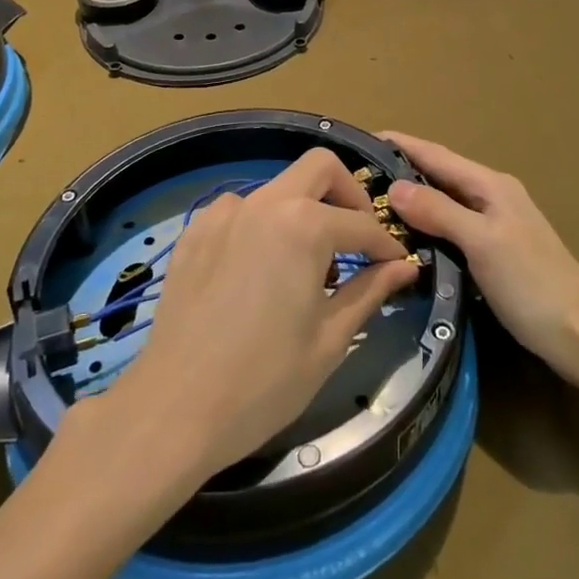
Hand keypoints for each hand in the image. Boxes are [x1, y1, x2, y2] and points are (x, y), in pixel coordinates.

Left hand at [109, 149, 420, 480]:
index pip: (361, 223)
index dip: (386, 245)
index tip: (398, 265)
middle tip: (357, 240)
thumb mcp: (329, 339)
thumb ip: (369, 291)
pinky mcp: (193, 233)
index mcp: (303, 225)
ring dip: (303, 210)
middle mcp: (263, 204)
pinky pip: (240, 210)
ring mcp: (222, 214)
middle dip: (348, 195)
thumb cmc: (264, 382)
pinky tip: (261, 269)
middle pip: (319, 168)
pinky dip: (263, 225)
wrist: (173, 410)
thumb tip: (404, 266)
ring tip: (307, 265)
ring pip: (277, 188)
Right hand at [383, 132, 578, 387]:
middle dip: (400, 171)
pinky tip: (405, 240)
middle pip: (438, 175)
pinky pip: (450, 228)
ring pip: (443, 203)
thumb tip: (395, 186)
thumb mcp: (482, 243)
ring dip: (411, 200)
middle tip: (356, 178)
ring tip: (370, 206)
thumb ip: (439, 212)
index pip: (436, 155)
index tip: (361, 139)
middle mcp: (491, 196)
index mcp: (490, 185)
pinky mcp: (493, 252)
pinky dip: (426, 227)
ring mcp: (494, 225)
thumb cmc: (533, 284)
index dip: (401, 144)